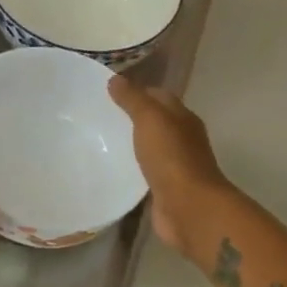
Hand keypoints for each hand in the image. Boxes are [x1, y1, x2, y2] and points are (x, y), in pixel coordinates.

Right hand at [108, 75, 230, 259]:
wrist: (188, 208)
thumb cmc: (171, 157)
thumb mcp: (150, 119)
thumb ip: (133, 99)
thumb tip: (115, 79)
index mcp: (182, 117)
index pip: (158, 96)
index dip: (136, 91)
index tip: (107, 91)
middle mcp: (182, 139)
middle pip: (155, 122)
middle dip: (131, 117)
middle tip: (98, 115)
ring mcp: (175, 165)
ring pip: (149, 147)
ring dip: (130, 144)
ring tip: (99, 140)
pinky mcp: (164, 189)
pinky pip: (145, 172)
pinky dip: (131, 169)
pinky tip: (111, 169)